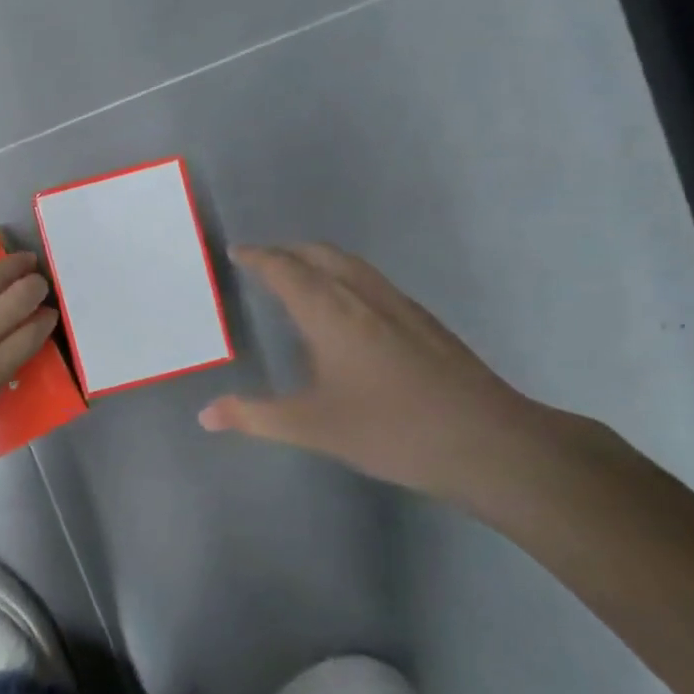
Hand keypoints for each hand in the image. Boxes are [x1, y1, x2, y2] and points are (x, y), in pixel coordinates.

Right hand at [199, 244, 548, 501]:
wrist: (487, 442)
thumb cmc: (390, 430)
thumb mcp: (313, 427)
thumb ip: (255, 417)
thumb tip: (205, 415)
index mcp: (330, 312)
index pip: (285, 269)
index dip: (259, 257)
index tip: (238, 252)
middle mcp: (363, 296)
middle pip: (320, 254)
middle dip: (287, 251)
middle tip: (262, 262)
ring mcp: (399, 305)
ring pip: (351, 264)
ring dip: (319, 260)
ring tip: (299, 278)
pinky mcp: (424, 321)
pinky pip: (372, 281)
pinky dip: (345, 277)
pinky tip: (347, 312)